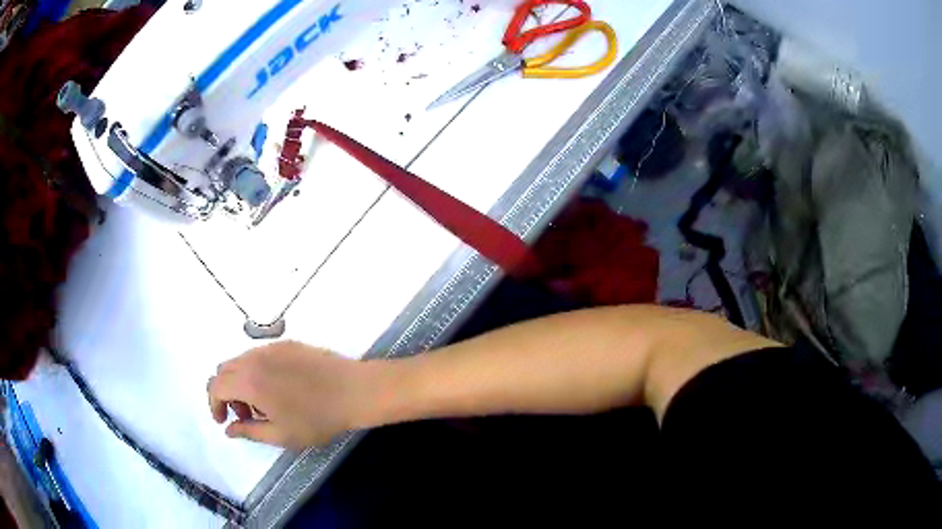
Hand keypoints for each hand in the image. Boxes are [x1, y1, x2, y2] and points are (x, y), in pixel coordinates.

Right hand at [207, 341, 379, 448]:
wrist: (354, 390)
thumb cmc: (317, 418)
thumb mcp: (281, 435)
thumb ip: (249, 431)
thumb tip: (228, 429)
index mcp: (248, 380)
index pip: (215, 385)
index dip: (214, 404)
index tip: (223, 420)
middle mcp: (254, 357)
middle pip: (225, 370)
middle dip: (227, 393)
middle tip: (245, 415)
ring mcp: (271, 347)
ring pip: (242, 361)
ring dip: (241, 382)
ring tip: (263, 405)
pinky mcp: (288, 343)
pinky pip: (260, 355)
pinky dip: (256, 371)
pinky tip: (278, 389)